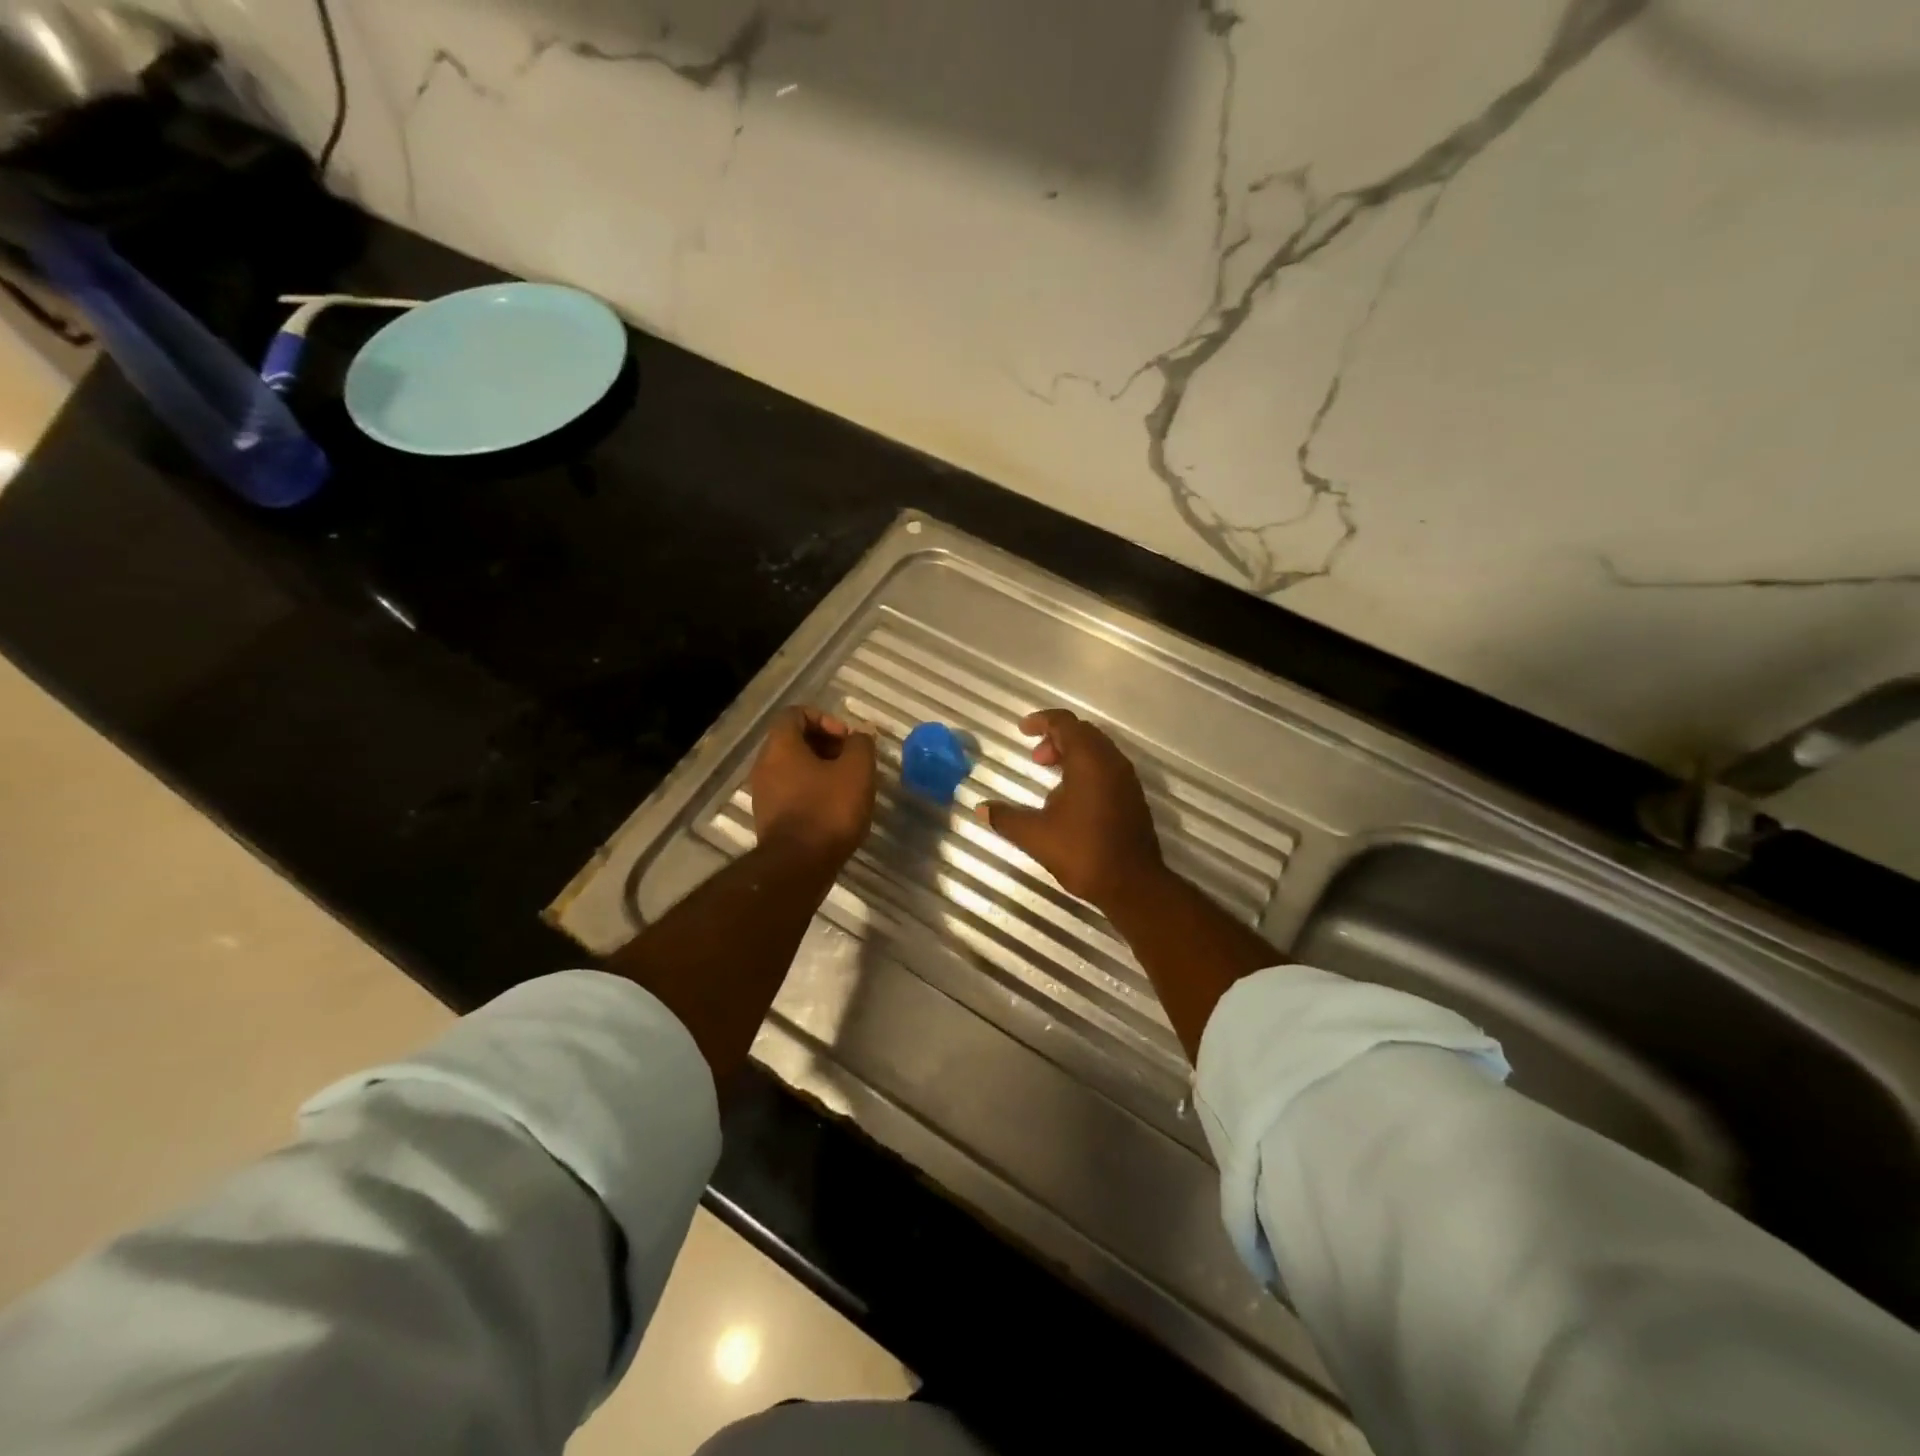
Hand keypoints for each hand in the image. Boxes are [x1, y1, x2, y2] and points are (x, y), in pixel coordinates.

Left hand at [749, 706, 876, 865]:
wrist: (799, 866)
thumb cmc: (828, 810)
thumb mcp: (857, 770)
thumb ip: (861, 745)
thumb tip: (860, 736)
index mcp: (780, 746)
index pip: (796, 714)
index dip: (826, 719)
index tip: (848, 739)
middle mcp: (765, 766)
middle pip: (794, 741)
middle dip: (827, 745)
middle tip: (853, 761)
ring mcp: (764, 794)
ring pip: (794, 768)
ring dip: (822, 770)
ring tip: (849, 786)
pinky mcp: (770, 819)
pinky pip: (792, 792)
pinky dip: (814, 792)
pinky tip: (836, 809)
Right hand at [977, 709, 1166, 910]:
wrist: (1134, 885)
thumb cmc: (1083, 852)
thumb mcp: (1036, 836)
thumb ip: (1006, 818)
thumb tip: (981, 809)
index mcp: (1089, 761)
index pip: (1065, 723)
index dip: (1041, 721)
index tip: (1022, 729)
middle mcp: (1111, 762)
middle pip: (1083, 733)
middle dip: (1056, 738)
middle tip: (1035, 757)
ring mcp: (1126, 780)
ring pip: (1098, 751)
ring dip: (1072, 754)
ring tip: (1050, 777)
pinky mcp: (1133, 797)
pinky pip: (1107, 768)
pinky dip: (1086, 769)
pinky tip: (1071, 799)